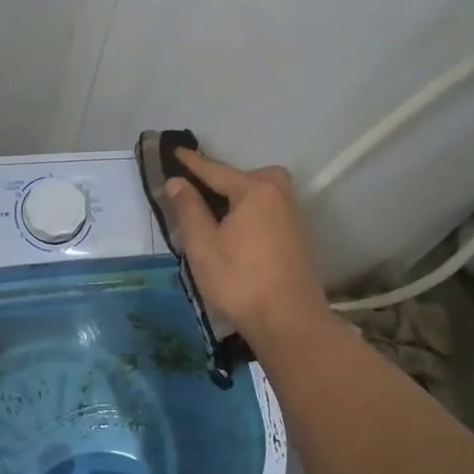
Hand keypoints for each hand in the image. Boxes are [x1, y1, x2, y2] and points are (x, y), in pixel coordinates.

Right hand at [163, 148, 332, 351]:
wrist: (291, 322)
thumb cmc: (240, 280)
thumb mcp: (203, 245)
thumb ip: (189, 209)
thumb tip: (178, 181)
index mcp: (256, 190)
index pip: (215, 170)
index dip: (192, 163)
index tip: (174, 151)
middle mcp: (279, 194)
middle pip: (242, 180)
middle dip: (219, 183)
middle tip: (194, 196)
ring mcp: (293, 215)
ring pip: (256, 197)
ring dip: (234, 202)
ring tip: (210, 219)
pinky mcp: (299, 236)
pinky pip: (267, 212)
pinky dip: (248, 215)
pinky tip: (235, 236)